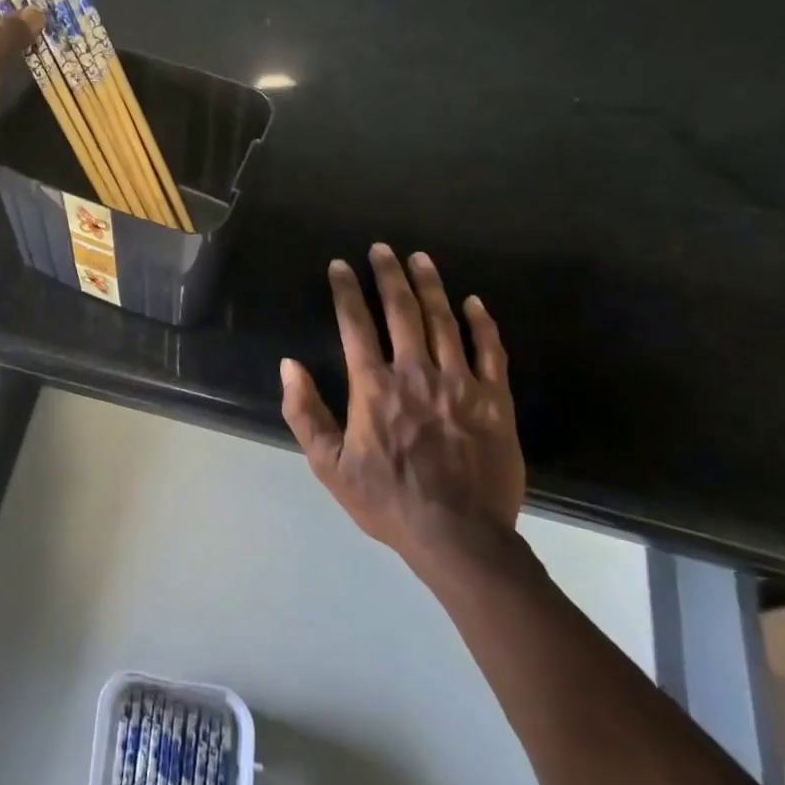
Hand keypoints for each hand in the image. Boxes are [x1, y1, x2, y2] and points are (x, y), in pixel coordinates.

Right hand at [280, 247, 524, 582]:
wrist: (459, 537)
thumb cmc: (387, 500)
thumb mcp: (329, 465)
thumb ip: (305, 413)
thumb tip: (289, 365)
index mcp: (374, 386)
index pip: (355, 324)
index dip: (346, 290)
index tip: (340, 265)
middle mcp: (416, 373)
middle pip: (402, 310)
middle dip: (389, 274)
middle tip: (382, 248)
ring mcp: (460, 383)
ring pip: (445, 321)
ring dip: (431, 286)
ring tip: (421, 258)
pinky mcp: (495, 400)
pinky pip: (491, 351)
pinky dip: (482, 323)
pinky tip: (474, 302)